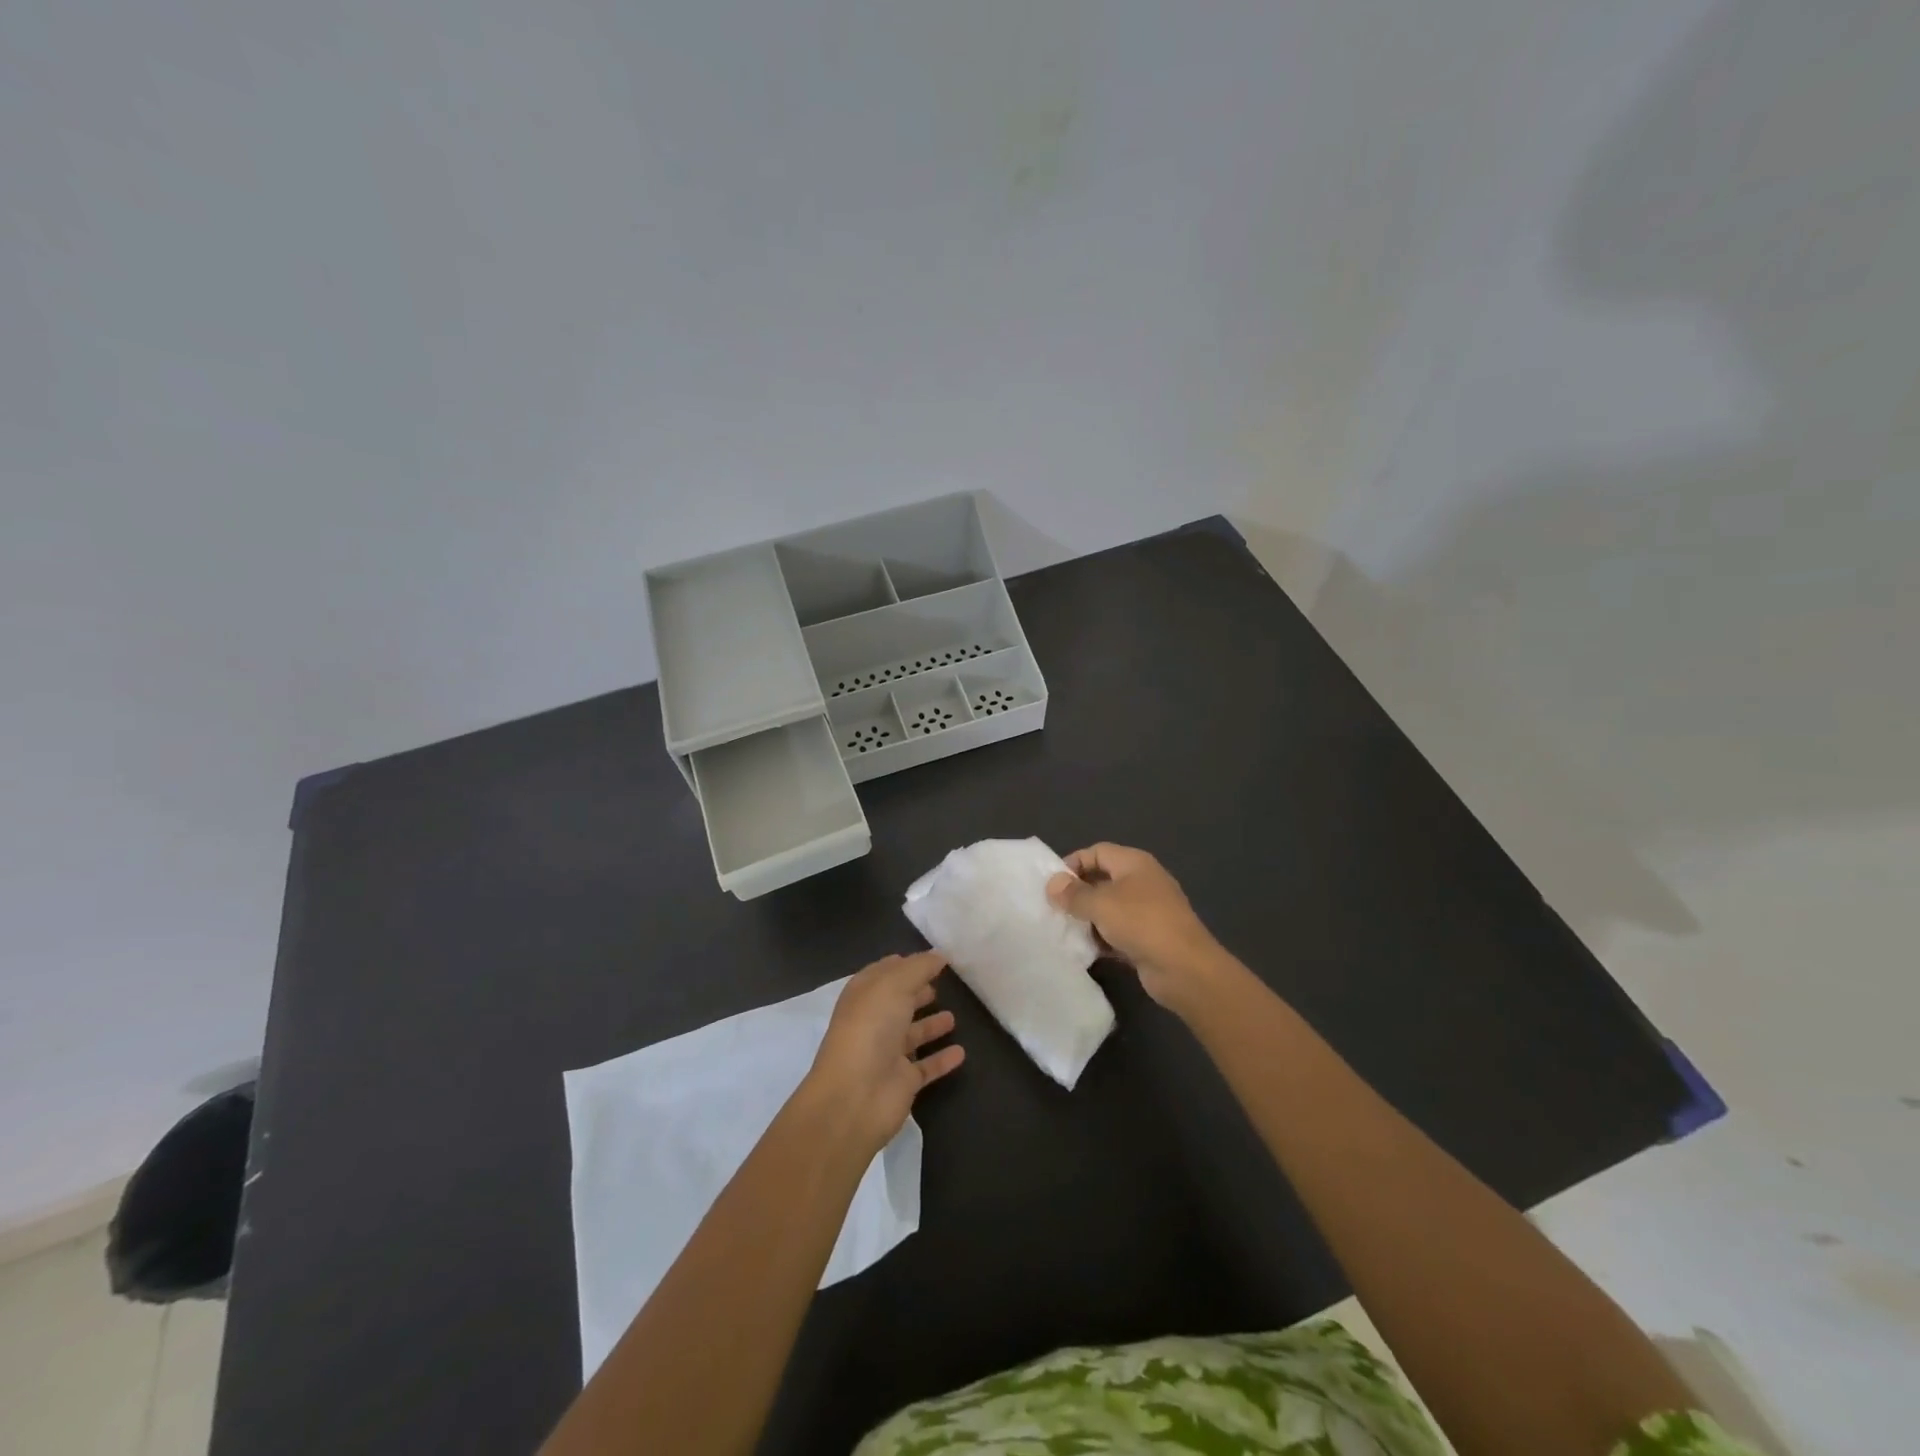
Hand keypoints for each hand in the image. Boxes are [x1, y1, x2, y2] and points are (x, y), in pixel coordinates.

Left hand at [801, 951, 964, 1155]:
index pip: (884, 973)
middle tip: (941, 984)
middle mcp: (874, 1022)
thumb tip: (938, 954)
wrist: (855, 1097)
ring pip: (912, 1034)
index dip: (905, 964)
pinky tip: (961, 1052)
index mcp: (864, 995)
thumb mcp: (894, 985)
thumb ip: (919, 967)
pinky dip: (942, 1059)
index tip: (931, 958)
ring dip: (930, 1025)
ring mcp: (887, 1053)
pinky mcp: (902, 1081)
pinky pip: (927, 1066)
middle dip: (916, 992)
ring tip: (953, 1016)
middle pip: (898, 1002)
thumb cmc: (870, 1029)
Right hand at [1047, 843, 1225, 1011]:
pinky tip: (1085, 950)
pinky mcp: (1149, 938)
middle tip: (1054, 908)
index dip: (1073, 863)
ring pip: (1110, 908)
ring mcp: (1148, 911)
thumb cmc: (1141, 923)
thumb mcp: (1100, 904)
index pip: (1097, 852)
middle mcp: (1143, 882)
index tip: (1052, 884)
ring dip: (1088, 918)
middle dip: (1078, 893)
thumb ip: (1073, 893)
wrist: (1184, 968)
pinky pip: (1118, 932)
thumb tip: (1052, 884)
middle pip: (1103, 879)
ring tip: (1064, 930)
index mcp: (1135, 863)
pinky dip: (1102, 938)